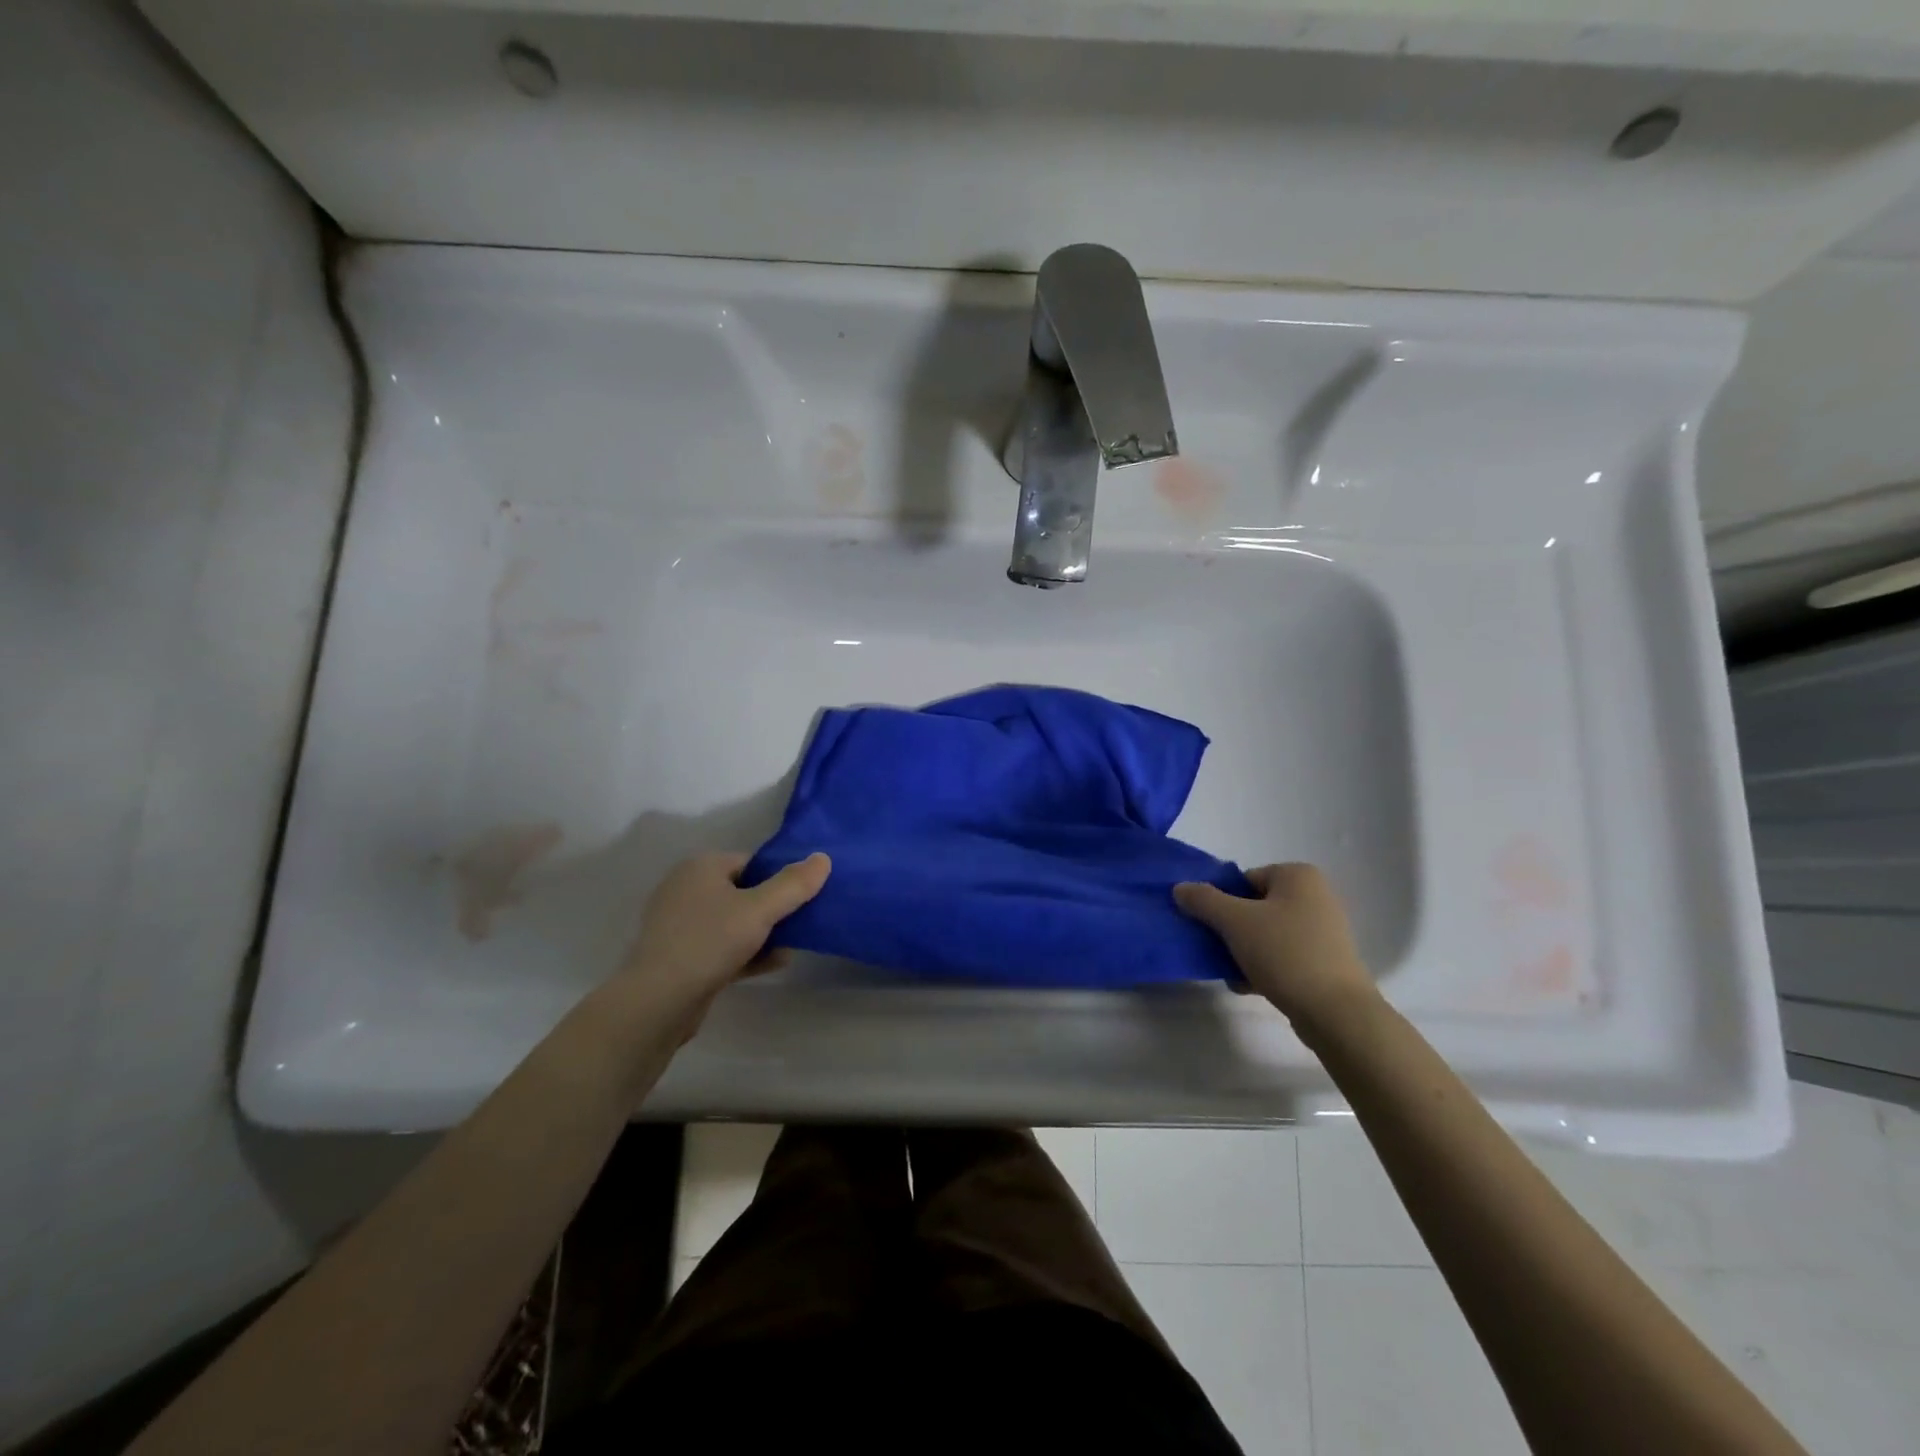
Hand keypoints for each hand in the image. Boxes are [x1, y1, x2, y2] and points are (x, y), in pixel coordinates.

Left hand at [613, 851, 830, 1031]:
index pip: (752, 863)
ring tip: (791, 947)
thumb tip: (823, 858)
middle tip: (801, 923)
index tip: (803, 898)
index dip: (779, 878)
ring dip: (763, 934)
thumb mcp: (760, 910)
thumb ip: (794, 884)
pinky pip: (721, 947)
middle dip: (773, 909)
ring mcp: (680, 924)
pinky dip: (746, 953)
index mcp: (701, 867)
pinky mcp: (680, 956)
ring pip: (733, 922)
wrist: (658, 1001)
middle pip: (744, 892)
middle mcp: (687, 889)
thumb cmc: (709, 942)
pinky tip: (773, 964)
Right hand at [1174, 863, 1376, 1029]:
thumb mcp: (1234, 921)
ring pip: (1267, 934)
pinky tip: (1248, 986)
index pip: (1244, 880)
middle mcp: (1315, 896)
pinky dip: (1264, 967)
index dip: (1222, 902)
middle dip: (1232, 930)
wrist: (1336, 1013)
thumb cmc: (1285, 953)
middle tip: (1218, 950)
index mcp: (1298, 876)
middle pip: (1254, 907)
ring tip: (1232, 973)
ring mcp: (1323, 930)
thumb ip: (1203, 900)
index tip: (1212, 927)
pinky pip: (1284, 956)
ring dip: (1244, 951)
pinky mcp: (1326, 961)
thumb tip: (1180, 887)